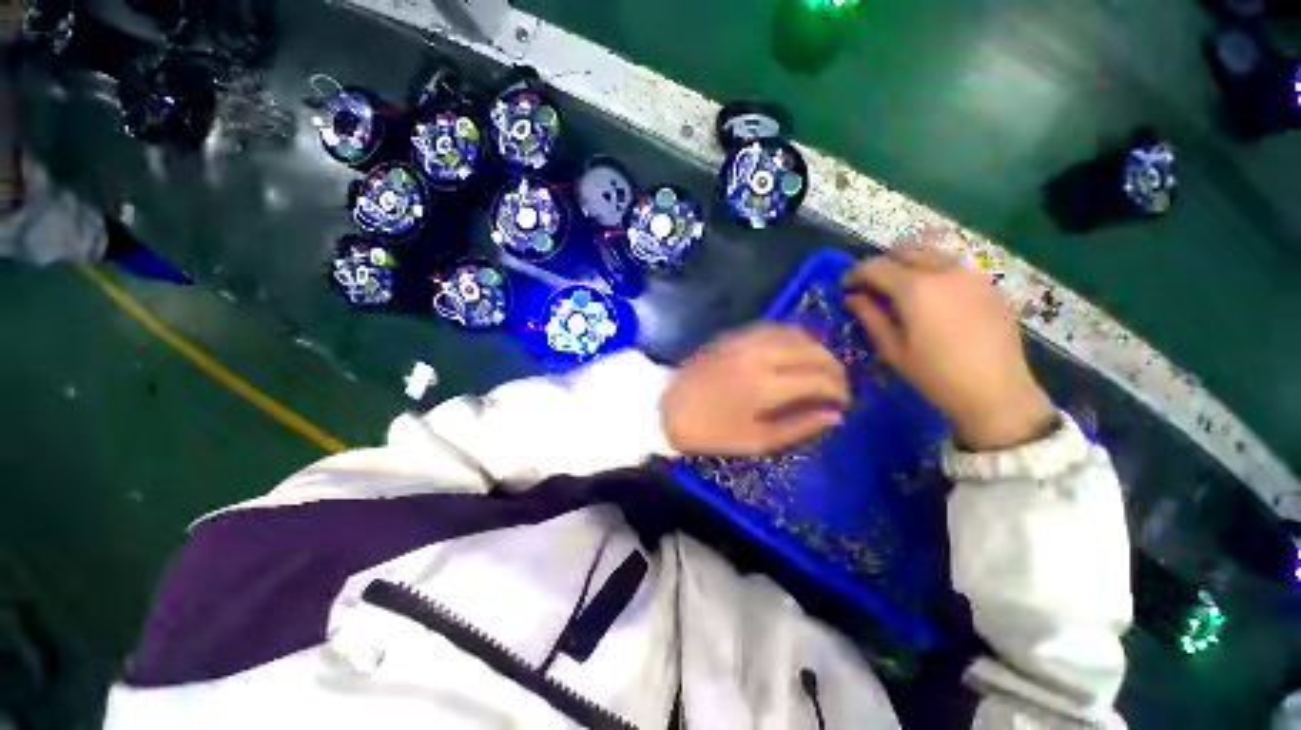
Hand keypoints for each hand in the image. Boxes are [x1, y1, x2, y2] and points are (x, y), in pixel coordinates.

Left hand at [662, 324, 850, 454]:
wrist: (668, 406)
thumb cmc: (711, 430)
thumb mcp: (757, 440)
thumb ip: (799, 426)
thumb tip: (835, 415)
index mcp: (767, 385)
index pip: (820, 378)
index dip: (840, 390)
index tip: (844, 402)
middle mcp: (761, 355)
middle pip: (814, 351)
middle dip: (834, 368)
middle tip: (837, 386)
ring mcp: (746, 340)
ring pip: (797, 333)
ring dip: (817, 349)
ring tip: (820, 369)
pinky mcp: (734, 334)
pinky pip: (775, 328)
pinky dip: (794, 338)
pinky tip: (795, 352)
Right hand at [843, 242, 1054, 450]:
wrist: (996, 391)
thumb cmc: (935, 374)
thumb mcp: (893, 349)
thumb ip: (870, 317)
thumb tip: (852, 298)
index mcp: (916, 288)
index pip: (876, 266)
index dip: (856, 273)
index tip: (846, 286)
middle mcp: (944, 271)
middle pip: (905, 251)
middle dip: (882, 263)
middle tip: (871, 284)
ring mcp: (971, 275)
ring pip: (932, 254)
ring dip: (909, 263)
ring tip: (899, 287)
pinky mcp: (988, 285)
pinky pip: (953, 267)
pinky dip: (933, 272)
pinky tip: (930, 297)